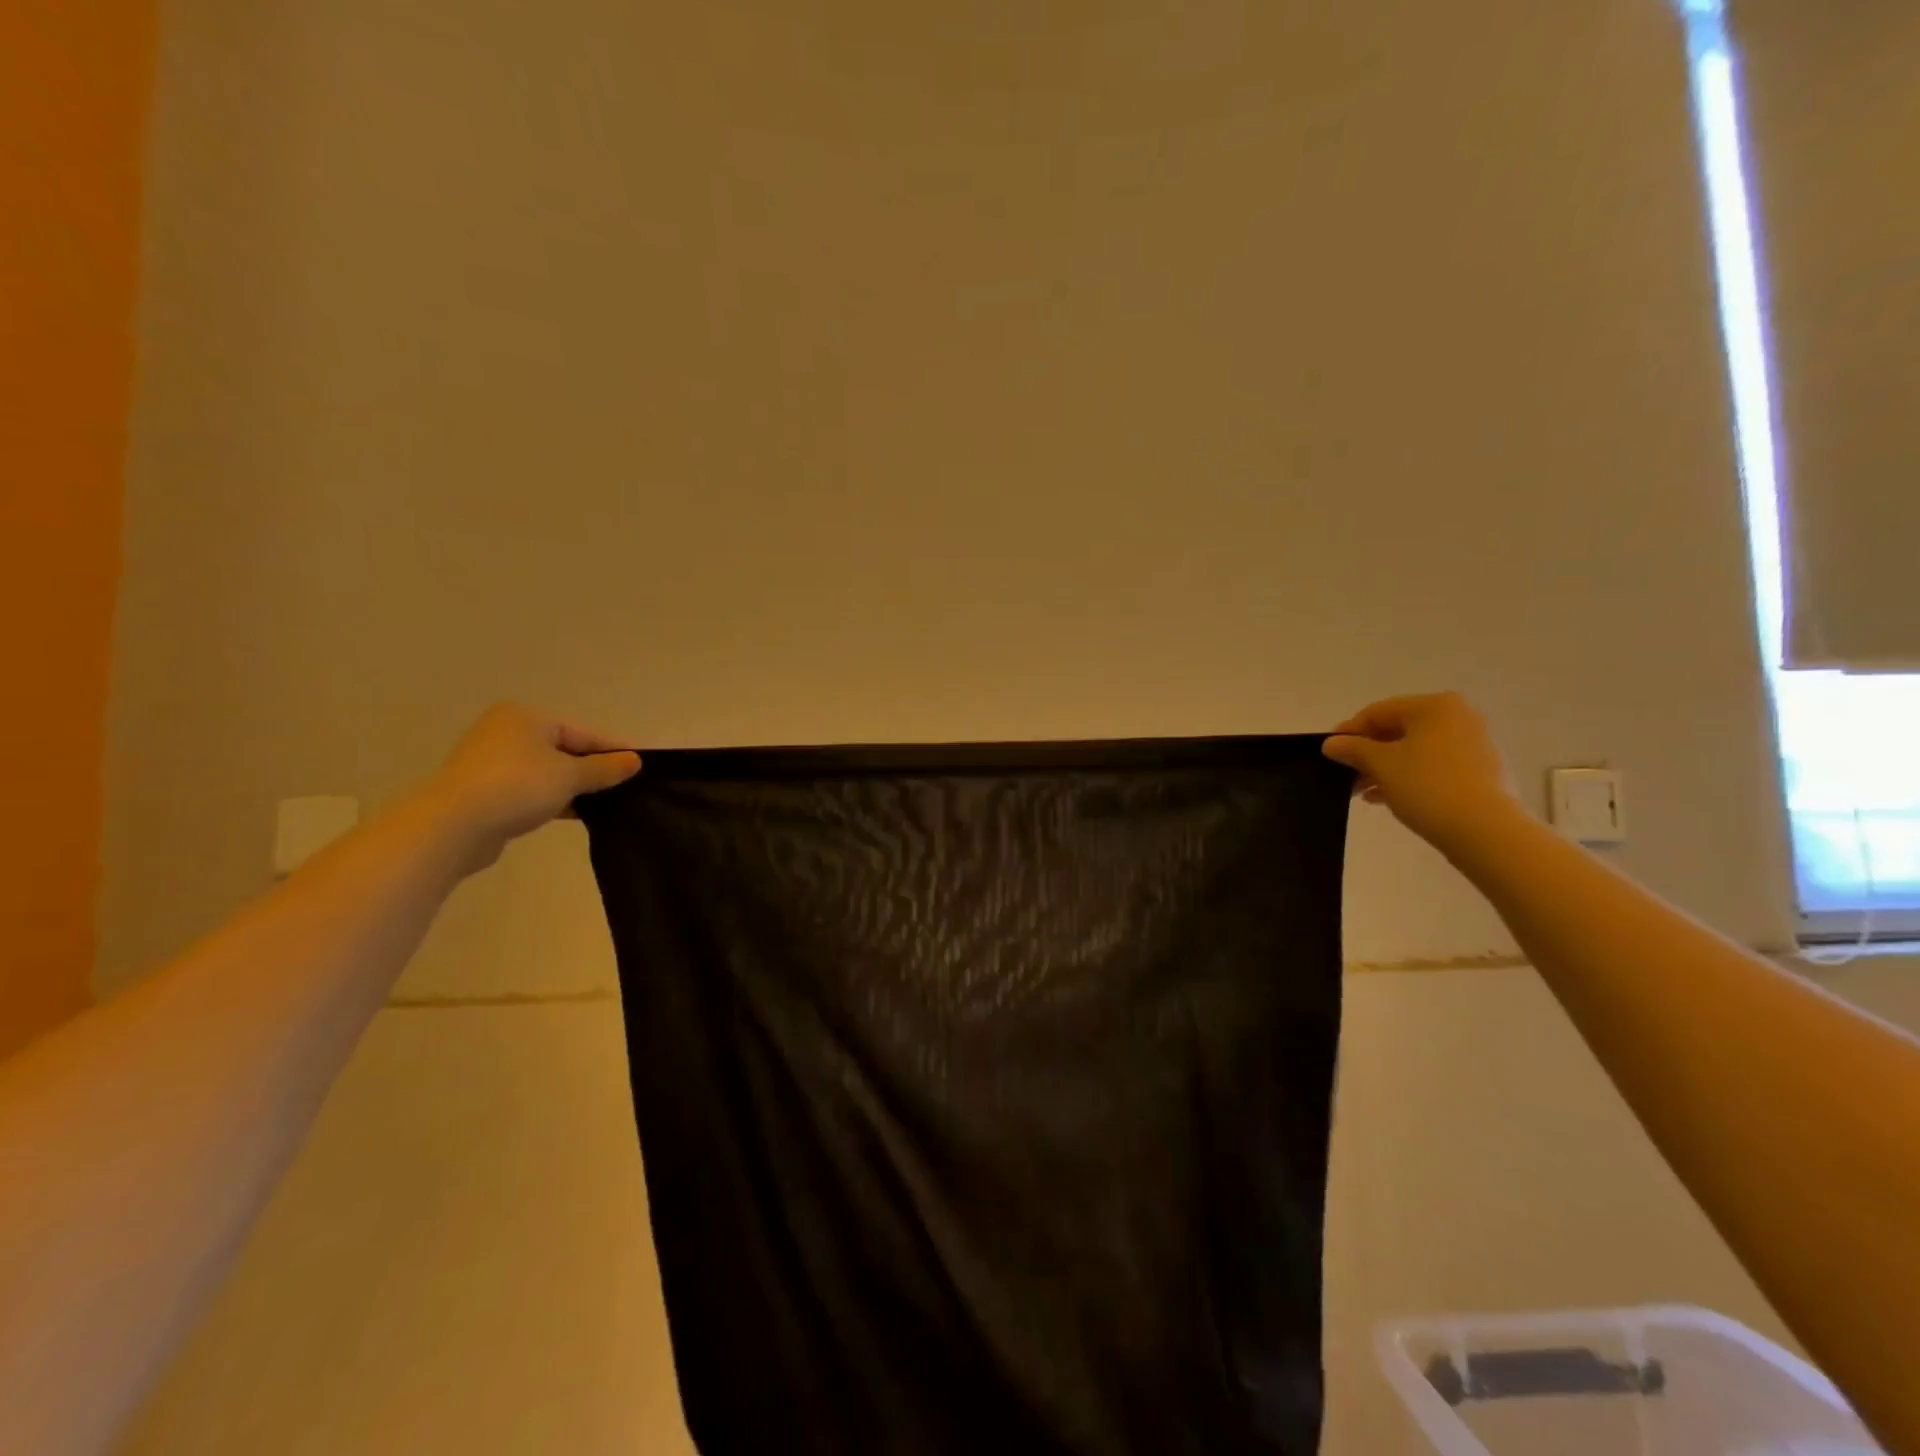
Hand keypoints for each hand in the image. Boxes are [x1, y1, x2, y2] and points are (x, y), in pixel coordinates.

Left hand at [427, 704, 640, 867]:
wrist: (452, 826)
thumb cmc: (517, 787)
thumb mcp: (570, 775)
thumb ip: (605, 768)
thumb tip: (635, 760)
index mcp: (527, 717)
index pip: (584, 732)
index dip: (615, 749)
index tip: (643, 766)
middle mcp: (507, 732)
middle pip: (565, 749)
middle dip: (594, 769)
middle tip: (627, 787)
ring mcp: (492, 762)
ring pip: (548, 771)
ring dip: (574, 786)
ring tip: (606, 803)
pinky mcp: (485, 790)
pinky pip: (531, 789)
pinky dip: (553, 798)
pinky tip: (575, 813)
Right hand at [1322, 692, 1521, 854]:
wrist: (1485, 830)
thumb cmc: (1427, 786)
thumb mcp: (1380, 765)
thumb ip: (1352, 749)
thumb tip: (1331, 743)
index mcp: (1434, 707)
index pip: (1378, 712)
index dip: (1349, 732)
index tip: (1329, 752)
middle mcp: (1458, 717)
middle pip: (1398, 731)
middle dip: (1367, 754)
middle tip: (1345, 775)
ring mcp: (1474, 744)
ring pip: (1415, 751)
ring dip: (1385, 768)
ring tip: (1363, 792)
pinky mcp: (1482, 771)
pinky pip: (1434, 767)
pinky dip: (1409, 777)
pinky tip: (1389, 798)